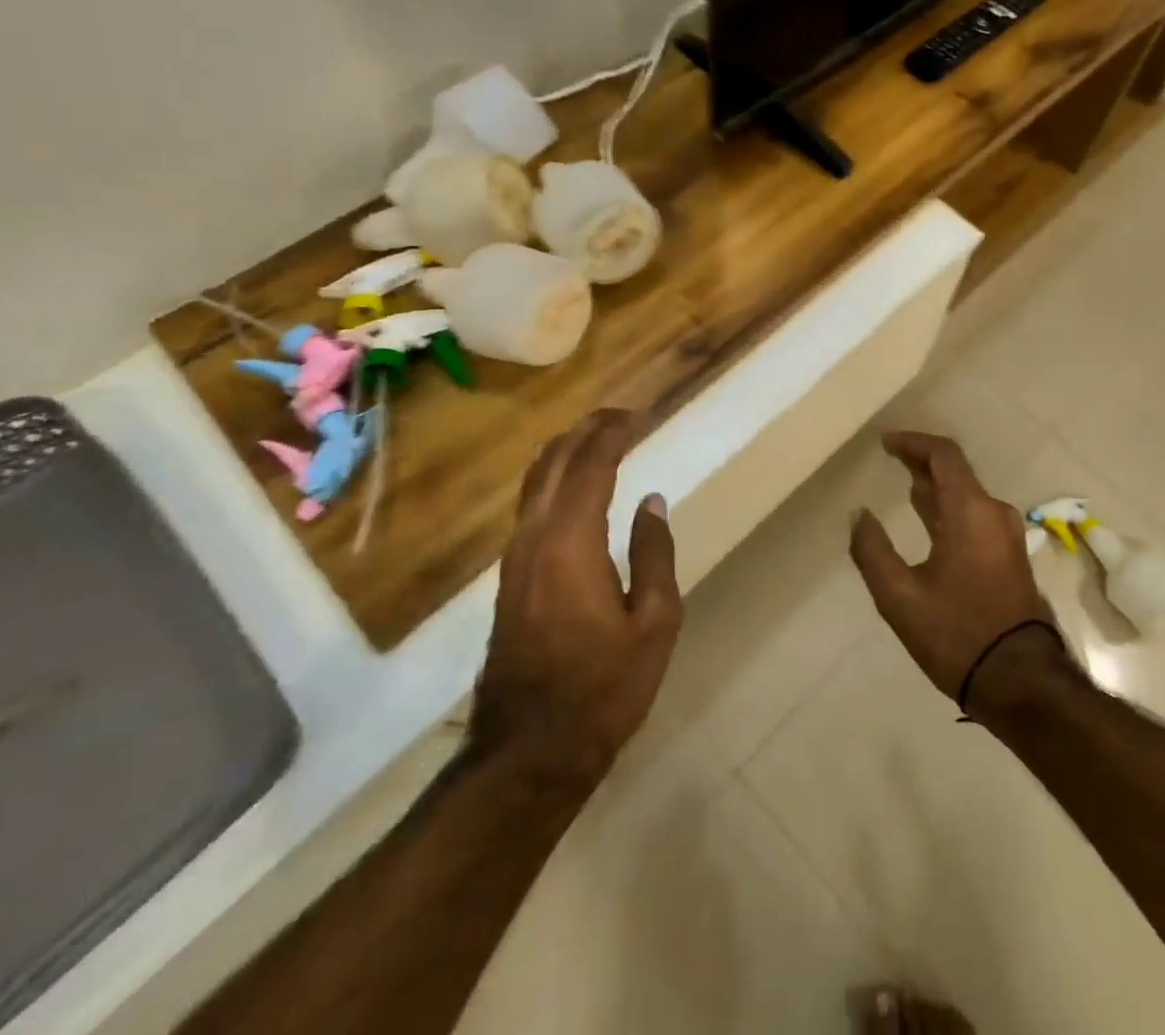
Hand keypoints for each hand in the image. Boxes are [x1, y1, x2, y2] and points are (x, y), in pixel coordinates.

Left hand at [473, 410, 682, 794]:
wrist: (529, 751)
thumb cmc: (603, 688)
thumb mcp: (654, 623)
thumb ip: (654, 554)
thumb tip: (652, 501)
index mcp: (571, 543)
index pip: (591, 466)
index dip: (613, 433)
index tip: (638, 413)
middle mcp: (534, 539)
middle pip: (554, 464)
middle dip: (585, 431)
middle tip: (620, 415)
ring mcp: (515, 559)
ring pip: (534, 484)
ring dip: (566, 452)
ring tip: (597, 437)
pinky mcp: (510, 579)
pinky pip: (530, 507)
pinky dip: (553, 480)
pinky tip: (571, 486)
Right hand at [849, 431, 1062, 708]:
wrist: (1021, 681)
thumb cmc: (957, 634)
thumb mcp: (900, 597)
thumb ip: (872, 550)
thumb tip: (859, 514)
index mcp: (970, 511)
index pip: (944, 455)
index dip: (913, 443)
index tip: (885, 443)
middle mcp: (993, 514)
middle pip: (956, 472)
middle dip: (921, 463)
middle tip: (890, 459)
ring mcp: (1006, 536)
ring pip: (967, 496)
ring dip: (936, 488)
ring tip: (905, 487)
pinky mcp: (1010, 558)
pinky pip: (975, 516)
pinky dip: (949, 509)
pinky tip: (929, 524)